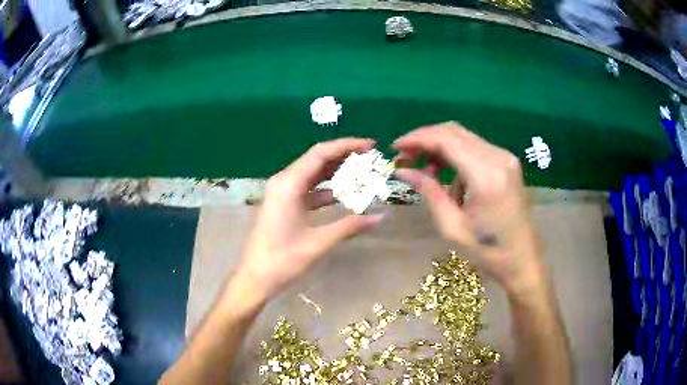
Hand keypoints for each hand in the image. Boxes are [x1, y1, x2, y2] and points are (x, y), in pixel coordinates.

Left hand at [235, 139, 384, 300]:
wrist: (255, 277)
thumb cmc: (284, 260)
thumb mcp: (319, 242)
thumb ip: (350, 226)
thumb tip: (381, 216)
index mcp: (289, 184)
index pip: (320, 153)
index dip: (346, 146)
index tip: (370, 145)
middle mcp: (283, 182)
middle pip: (316, 159)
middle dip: (344, 156)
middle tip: (370, 157)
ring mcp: (281, 192)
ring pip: (312, 173)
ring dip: (335, 171)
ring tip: (361, 171)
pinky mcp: (282, 204)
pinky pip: (307, 189)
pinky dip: (325, 189)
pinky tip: (343, 194)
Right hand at [393, 122, 543, 294]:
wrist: (522, 258)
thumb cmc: (488, 251)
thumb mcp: (452, 227)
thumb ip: (429, 192)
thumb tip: (403, 171)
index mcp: (486, 176)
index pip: (446, 140)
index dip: (417, 138)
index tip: (395, 147)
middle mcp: (498, 158)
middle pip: (454, 132)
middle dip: (425, 140)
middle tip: (405, 158)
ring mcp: (505, 158)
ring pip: (463, 137)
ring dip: (439, 147)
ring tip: (424, 170)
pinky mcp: (507, 162)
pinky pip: (474, 148)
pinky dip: (455, 156)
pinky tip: (448, 178)